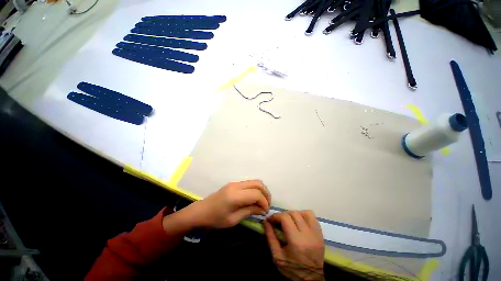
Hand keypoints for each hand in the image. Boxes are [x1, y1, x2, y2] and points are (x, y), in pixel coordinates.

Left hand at [186, 180, 270, 228]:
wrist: (201, 211)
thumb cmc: (215, 219)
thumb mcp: (233, 220)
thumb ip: (249, 211)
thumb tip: (262, 209)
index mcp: (235, 196)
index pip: (256, 194)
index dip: (264, 202)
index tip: (265, 211)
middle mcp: (236, 185)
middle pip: (258, 183)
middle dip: (266, 193)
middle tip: (267, 205)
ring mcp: (235, 183)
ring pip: (254, 181)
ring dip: (261, 190)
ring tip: (263, 202)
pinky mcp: (234, 184)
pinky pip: (249, 183)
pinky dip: (255, 189)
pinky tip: (255, 198)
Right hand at [264, 211, 324, 280]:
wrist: (311, 280)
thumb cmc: (292, 269)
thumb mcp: (277, 256)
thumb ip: (271, 237)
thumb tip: (266, 222)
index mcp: (296, 241)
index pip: (285, 218)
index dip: (276, 216)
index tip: (270, 220)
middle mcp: (308, 235)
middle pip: (294, 213)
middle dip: (283, 215)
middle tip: (278, 221)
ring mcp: (316, 234)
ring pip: (305, 213)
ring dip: (295, 214)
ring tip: (290, 220)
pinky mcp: (320, 234)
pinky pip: (313, 217)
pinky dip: (304, 216)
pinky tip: (299, 222)